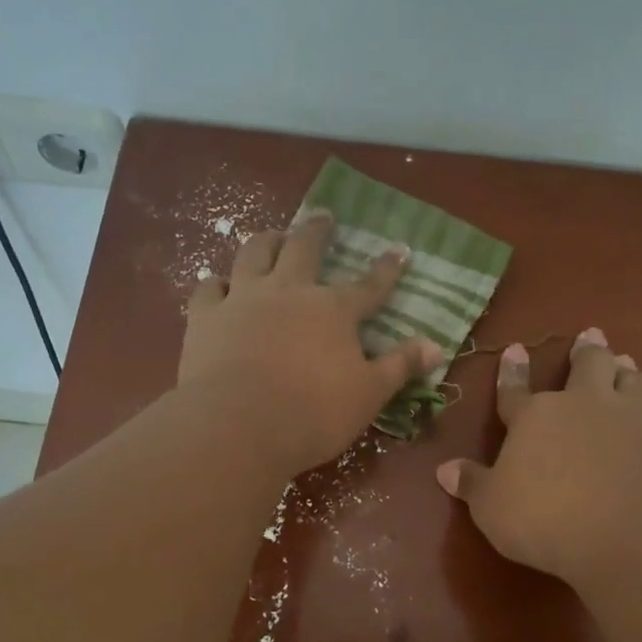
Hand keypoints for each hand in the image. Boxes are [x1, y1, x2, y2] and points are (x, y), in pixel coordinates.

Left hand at [179, 212, 441, 475]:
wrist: (239, 425)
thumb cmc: (314, 413)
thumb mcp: (369, 394)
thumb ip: (400, 366)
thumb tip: (436, 346)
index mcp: (333, 310)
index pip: (368, 285)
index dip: (386, 269)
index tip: (400, 250)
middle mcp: (288, 291)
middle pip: (304, 249)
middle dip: (317, 231)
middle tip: (323, 215)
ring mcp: (243, 299)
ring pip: (254, 254)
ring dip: (266, 240)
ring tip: (273, 234)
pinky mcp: (205, 317)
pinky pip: (209, 287)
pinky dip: (217, 282)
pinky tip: (219, 283)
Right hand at [435, 328, 641, 590]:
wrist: (631, 534)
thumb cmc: (546, 518)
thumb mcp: (492, 508)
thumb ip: (472, 485)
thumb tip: (444, 469)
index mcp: (535, 417)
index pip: (515, 391)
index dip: (512, 372)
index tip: (515, 349)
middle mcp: (583, 406)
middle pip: (587, 365)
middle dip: (586, 350)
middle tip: (590, 335)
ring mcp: (629, 420)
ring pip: (631, 380)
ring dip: (625, 370)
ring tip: (625, 364)